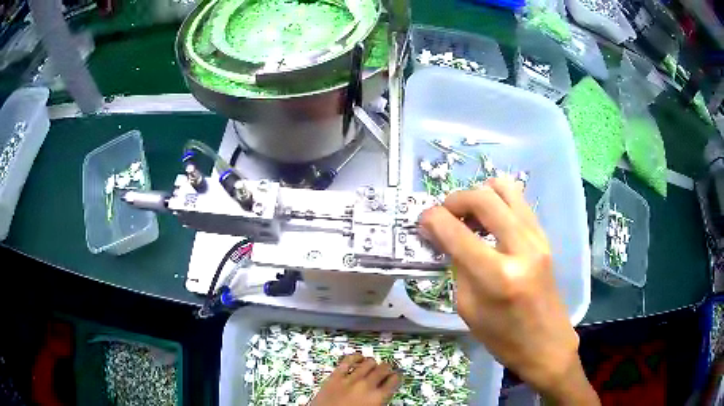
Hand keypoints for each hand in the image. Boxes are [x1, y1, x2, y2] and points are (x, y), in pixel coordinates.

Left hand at [310, 353, 400, 405]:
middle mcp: (366, 386)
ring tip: (372, 366)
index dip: (396, 377)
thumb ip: (380, 401)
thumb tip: (384, 393)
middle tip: (385, 371)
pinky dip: (355, 357)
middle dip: (386, 369)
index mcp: (377, 397)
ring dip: (372, 364)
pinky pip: (348, 360)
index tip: (395, 377)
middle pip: (383, 368)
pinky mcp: (335, 376)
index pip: (394, 380)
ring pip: (368, 362)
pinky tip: (358, 359)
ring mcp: (350, 379)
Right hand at [419, 177, 598, 404]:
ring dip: (480, 195)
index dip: (433, 219)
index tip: (423, 220)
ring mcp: (538, 238)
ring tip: (469, 215)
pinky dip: (497, 202)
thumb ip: (458, 266)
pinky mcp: (544, 237)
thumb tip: (444, 235)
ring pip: (505, 189)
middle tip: (445, 215)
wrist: (546, 343)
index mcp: (498, 276)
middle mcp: (521, 248)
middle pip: (484, 198)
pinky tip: (489, 221)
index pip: (457, 233)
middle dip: (456, 199)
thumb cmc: (503, 337)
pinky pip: (518, 202)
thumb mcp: (468, 308)